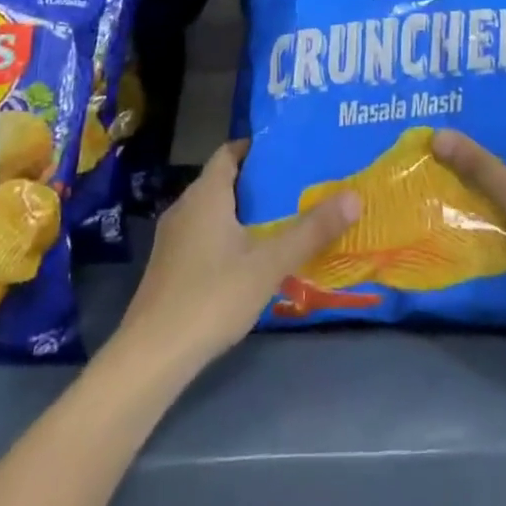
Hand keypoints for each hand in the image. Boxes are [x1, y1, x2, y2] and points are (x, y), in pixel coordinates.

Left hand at [115, 139, 359, 372]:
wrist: (151, 356)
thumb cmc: (212, 296)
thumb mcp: (270, 263)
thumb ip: (311, 230)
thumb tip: (354, 196)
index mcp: (206, 194)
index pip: (230, 152)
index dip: (258, 148)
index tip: (290, 151)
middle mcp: (185, 207)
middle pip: (224, 181)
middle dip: (259, 182)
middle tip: (298, 185)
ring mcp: (173, 239)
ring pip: (214, 211)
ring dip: (245, 212)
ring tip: (282, 220)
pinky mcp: (169, 267)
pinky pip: (204, 236)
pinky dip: (229, 236)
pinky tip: (251, 259)